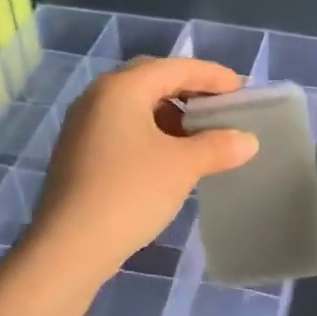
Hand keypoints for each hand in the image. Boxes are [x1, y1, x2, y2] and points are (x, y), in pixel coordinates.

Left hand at [30, 57, 258, 281]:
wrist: (69, 248)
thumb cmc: (130, 193)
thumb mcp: (183, 166)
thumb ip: (218, 146)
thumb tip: (248, 140)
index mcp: (121, 88)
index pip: (175, 67)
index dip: (212, 76)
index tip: (242, 90)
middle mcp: (97, 97)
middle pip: (152, 80)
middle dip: (189, 90)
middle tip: (220, 106)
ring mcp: (82, 125)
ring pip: (135, 105)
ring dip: (170, 113)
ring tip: (199, 135)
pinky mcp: (78, 153)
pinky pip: (122, 128)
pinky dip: (150, 132)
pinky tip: (169, 157)